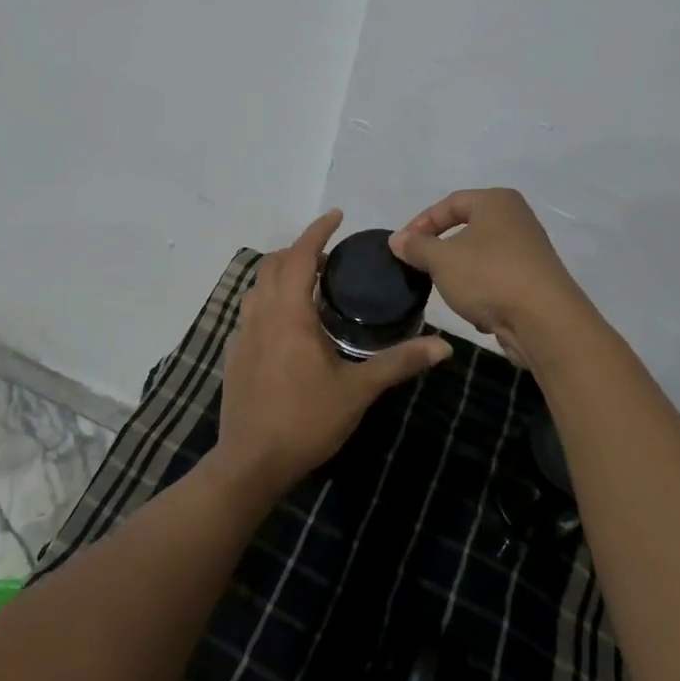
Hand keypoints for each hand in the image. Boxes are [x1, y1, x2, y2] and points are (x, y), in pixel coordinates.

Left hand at [213, 210, 450, 500]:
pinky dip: (270, 300)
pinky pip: (251, 311)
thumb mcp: (358, 391)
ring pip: (258, 286)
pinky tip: (288, 325)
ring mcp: (242, 335)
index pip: (301, 255)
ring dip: (282, 274)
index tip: (338, 216)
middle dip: (301, 250)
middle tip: (332, 258)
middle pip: (274, 264)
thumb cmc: (305, 421)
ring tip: (311, 285)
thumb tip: (444, 347)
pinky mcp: (234, 355)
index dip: (318, 231)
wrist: (251, 464)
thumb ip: (399, 363)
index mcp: (289, 314)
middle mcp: (261, 315)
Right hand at [389, 189, 593, 362]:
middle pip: (467, 229)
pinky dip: (482, 292)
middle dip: (440, 250)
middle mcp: (517, 219)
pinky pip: (497, 280)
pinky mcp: (535, 282)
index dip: (421, 223)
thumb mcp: (441, 259)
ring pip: (480, 257)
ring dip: (460, 274)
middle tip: (419, 267)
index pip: (450, 203)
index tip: (402, 247)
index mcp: (497, 202)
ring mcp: (529, 251)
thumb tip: (397, 240)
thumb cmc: (488, 276)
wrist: (545, 321)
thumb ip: (416, 247)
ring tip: (445, 291)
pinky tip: (475, 311)